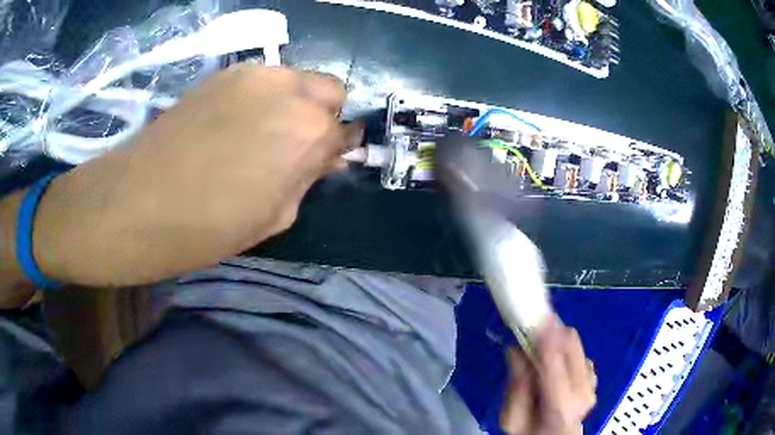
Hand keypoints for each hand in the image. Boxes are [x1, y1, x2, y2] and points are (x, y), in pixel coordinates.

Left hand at [32, 66, 361, 286]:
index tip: (322, 163)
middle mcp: (289, 90)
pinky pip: (262, 79)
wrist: (134, 203)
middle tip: (293, 146)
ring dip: (293, 103)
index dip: (336, 150)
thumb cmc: (205, 228)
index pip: (346, 131)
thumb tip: (319, 157)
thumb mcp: (272, 218)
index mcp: (308, 133)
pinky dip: (262, 97)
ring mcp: (254, 73)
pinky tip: (233, 124)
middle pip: (330, 91)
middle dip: (322, 117)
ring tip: (259, 135)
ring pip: (297, 79)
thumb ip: (305, 179)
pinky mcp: (223, 72)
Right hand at [500, 315, 596, 434]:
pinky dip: (564, 350)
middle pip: (570, 341)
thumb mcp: (511, 419)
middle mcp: (583, 389)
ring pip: (575, 343)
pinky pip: (579, 351)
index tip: (531, 315)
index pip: (554, 358)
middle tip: (530, 332)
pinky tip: (554, 365)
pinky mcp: (594, 376)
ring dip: (556, 341)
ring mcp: (592, 382)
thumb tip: (516, 350)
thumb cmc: (532, 433)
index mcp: (561, 404)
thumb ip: (516, 386)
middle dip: (549, 331)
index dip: (543, 332)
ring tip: (539, 355)